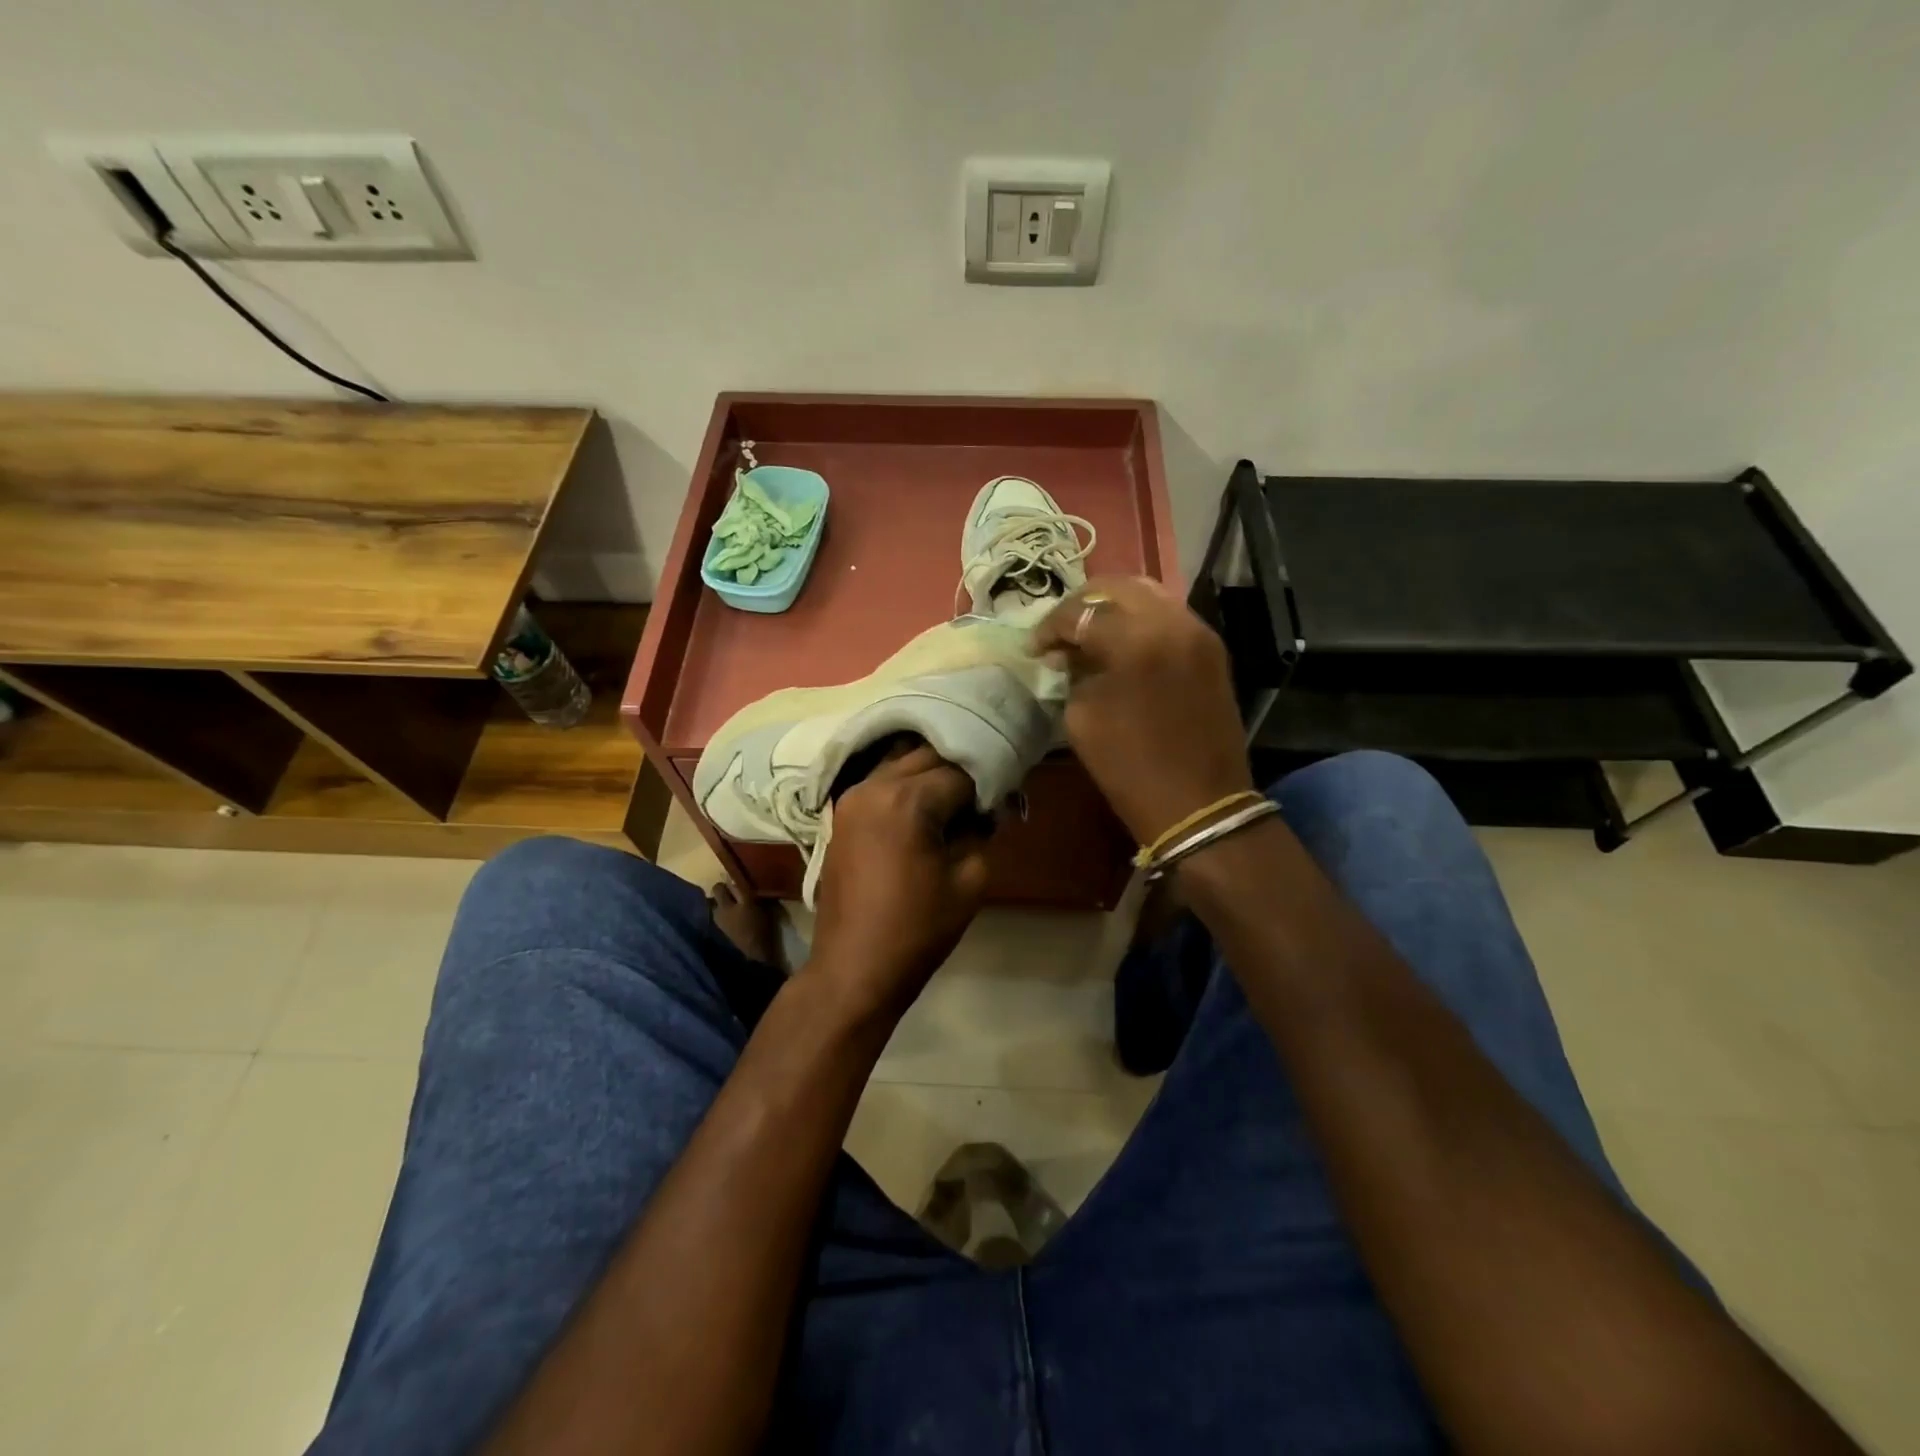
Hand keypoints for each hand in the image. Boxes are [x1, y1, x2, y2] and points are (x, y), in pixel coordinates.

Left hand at [809, 743, 992, 1022]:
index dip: (988, 781)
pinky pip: (880, 781)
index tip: (1008, 794)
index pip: (960, 771)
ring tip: (958, 793)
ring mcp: (852, 797)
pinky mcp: (842, 814)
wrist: (853, 968)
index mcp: (907, 800)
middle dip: (959, 767)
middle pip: (927, 755)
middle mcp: (874, 785)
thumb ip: (982, 832)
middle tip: (985, 789)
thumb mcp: (970, 881)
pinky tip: (926, 802)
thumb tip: (989, 808)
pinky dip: (905, 782)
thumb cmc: (917, 929)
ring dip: (930, 771)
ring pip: (899, 762)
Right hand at [1031, 576, 1254, 845]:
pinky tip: (1123, 644)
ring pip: (1148, 594)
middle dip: (1083, 605)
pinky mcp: (1211, 649)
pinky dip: (1141, 620)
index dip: (1051, 627)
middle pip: (1118, 587)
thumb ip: (1075, 672)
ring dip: (1114, 607)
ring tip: (1091, 633)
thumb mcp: (1082, 718)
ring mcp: (1198, 632)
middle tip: (1061, 631)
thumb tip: (1071, 652)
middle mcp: (1172, 622)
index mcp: (1135, 640)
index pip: (1081, 612)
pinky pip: (1169, 616)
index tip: (1035, 648)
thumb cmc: (1130, 768)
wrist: (1199, 804)